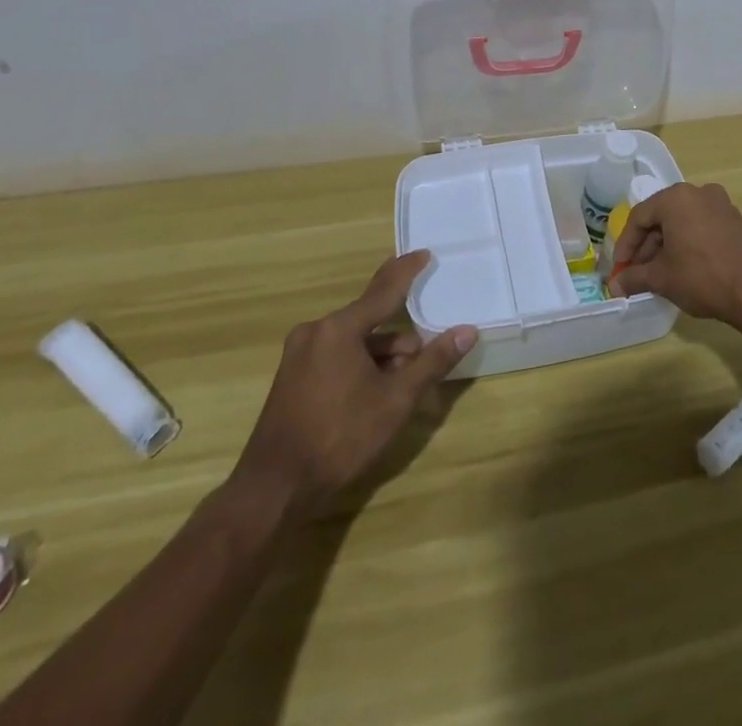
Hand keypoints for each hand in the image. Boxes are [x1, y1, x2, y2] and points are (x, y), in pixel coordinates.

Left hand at [230, 252, 475, 519]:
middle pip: (369, 320)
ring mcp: (299, 354)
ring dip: (380, 356)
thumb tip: (467, 331)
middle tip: (419, 365)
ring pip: (353, 341)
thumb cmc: (340, 438)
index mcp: (339, 329)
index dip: (406, 271)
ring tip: (398, 389)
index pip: (383, 289)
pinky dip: (358, 365)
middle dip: (398, 340)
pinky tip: (372, 395)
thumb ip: (432, 362)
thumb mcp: (395, 401)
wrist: (274, 488)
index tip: (424, 253)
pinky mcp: (292, 376)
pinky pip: (335, 355)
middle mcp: (316, 331)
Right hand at [606, 182, 741, 328]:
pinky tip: (684, 268)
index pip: (639, 217)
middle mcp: (698, 192)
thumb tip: (615, 286)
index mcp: (675, 198)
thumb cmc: (702, 276)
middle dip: (646, 247)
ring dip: (666, 246)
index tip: (619, 269)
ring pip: (682, 222)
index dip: (625, 245)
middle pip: (661, 217)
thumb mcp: (662, 278)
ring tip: (659, 274)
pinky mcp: (736, 220)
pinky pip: (701, 227)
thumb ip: (634, 278)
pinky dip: (687, 243)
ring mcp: (720, 205)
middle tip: (637, 273)